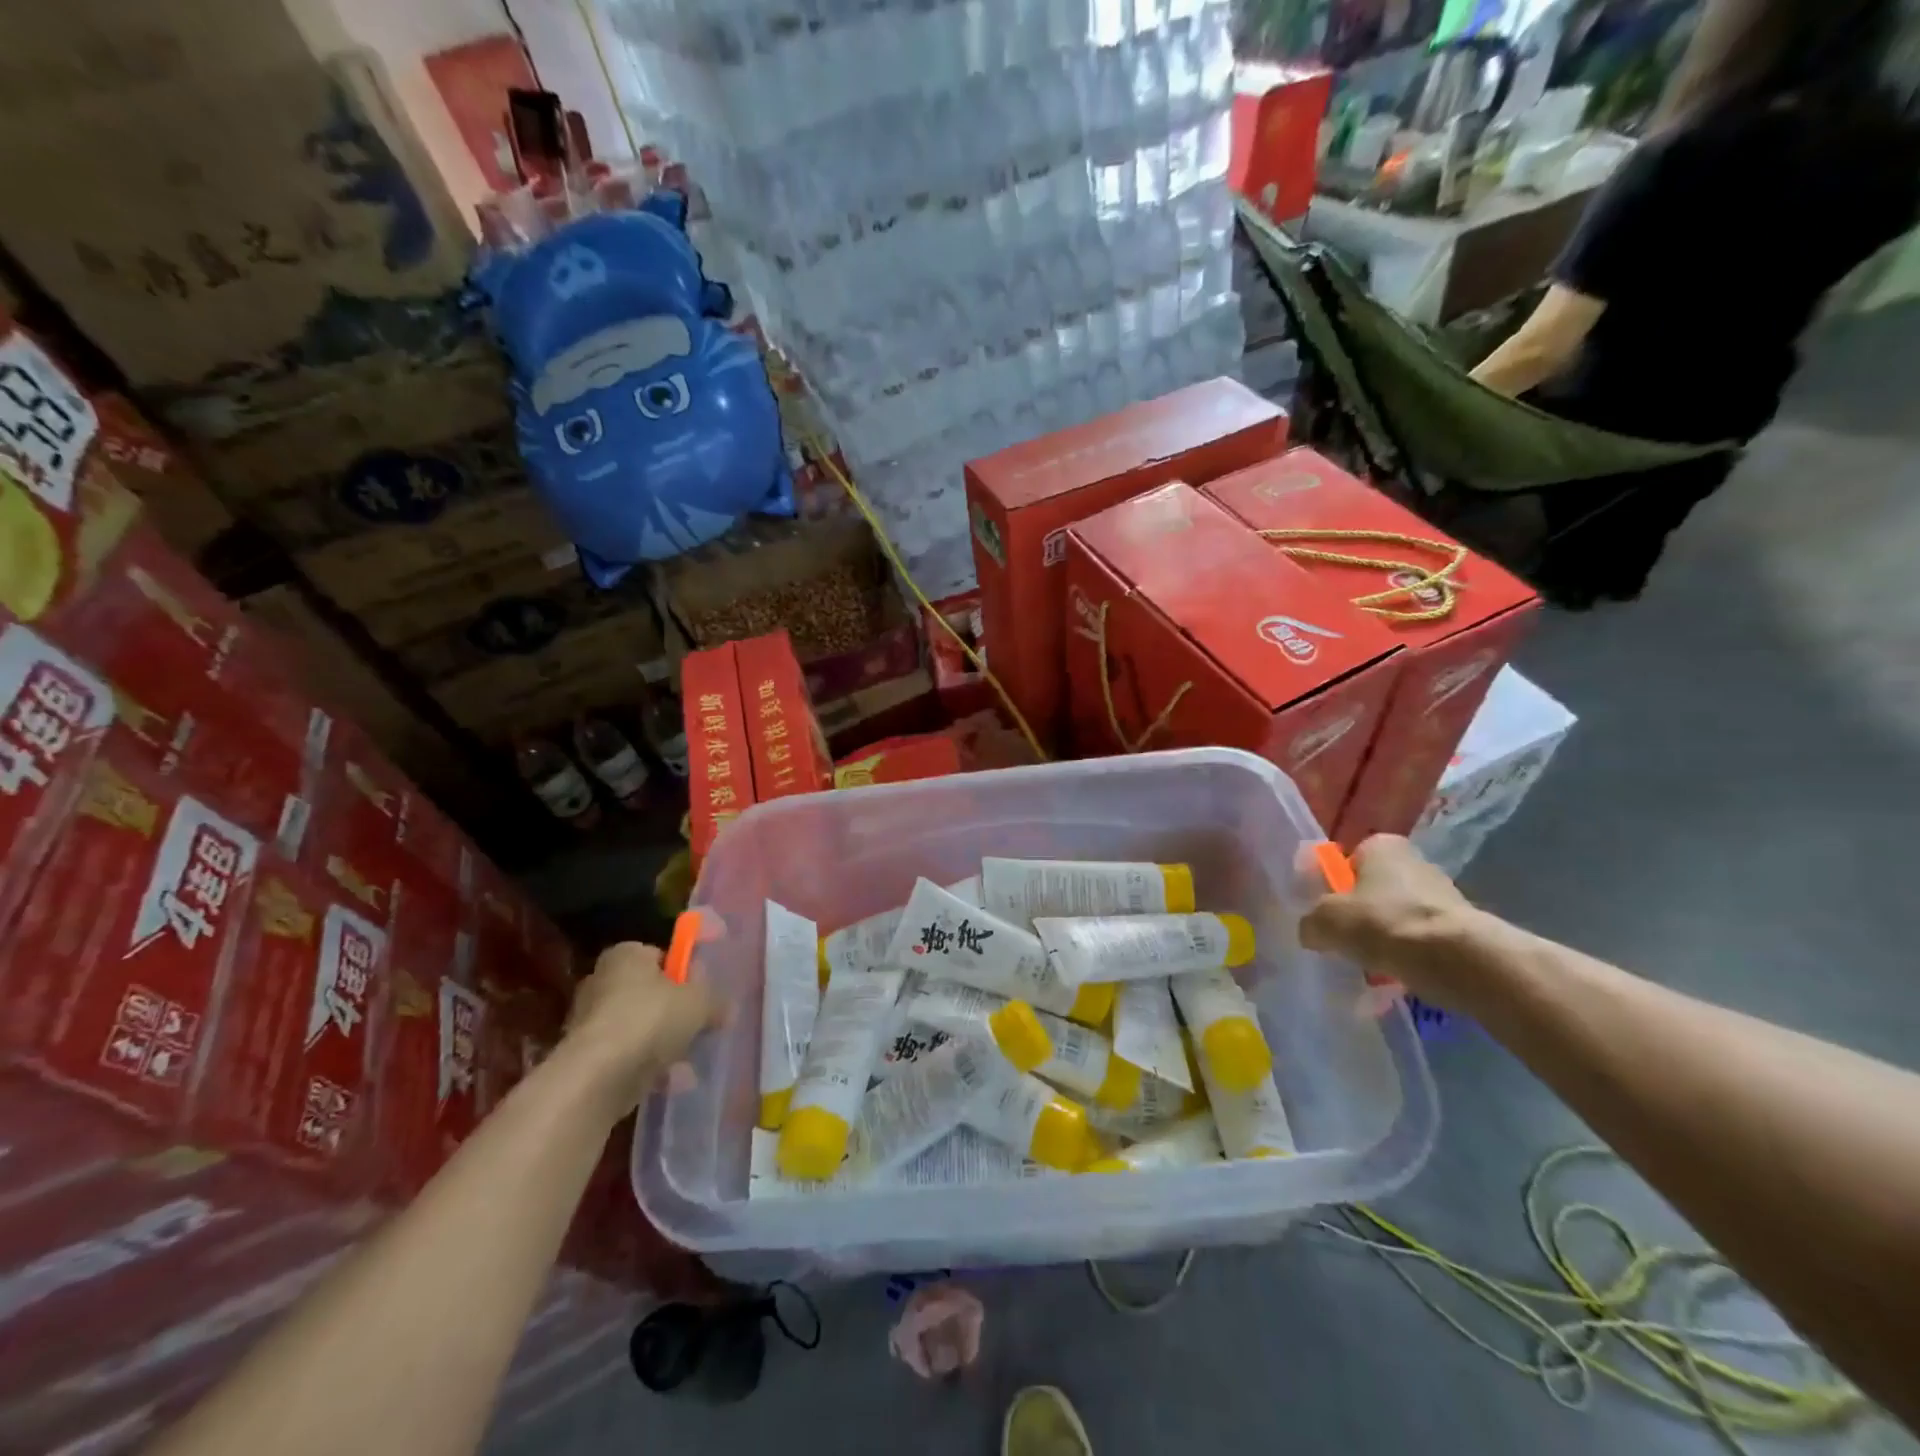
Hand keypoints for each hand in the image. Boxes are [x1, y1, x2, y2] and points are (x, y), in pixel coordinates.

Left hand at [562, 942, 719, 1119]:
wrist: (598, 1077)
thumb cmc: (651, 1019)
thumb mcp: (699, 1003)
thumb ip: (715, 1001)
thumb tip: (725, 1008)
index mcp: (626, 955)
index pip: (660, 956)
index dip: (684, 973)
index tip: (703, 993)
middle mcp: (601, 981)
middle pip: (649, 993)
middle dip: (674, 1012)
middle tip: (699, 1027)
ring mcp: (590, 1022)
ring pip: (639, 1028)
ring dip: (664, 1043)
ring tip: (689, 1063)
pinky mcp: (585, 1058)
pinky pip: (626, 1057)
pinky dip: (647, 1067)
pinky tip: (670, 1082)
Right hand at [1300, 836, 1478, 1005]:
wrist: (1457, 960)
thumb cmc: (1383, 924)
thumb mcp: (1325, 921)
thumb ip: (1311, 922)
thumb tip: (1313, 932)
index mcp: (1381, 846)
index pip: (1349, 860)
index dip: (1335, 886)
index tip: (1329, 913)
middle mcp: (1415, 861)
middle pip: (1375, 889)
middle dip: (1362, 914)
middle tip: (1346, 941)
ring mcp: (1443, 894)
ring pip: (1398, 916)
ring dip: (1385, 937)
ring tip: (1371, 966)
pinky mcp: (1462, 927)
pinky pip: (1422, 940)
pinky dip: (1409, 956)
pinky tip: (1398, 976)